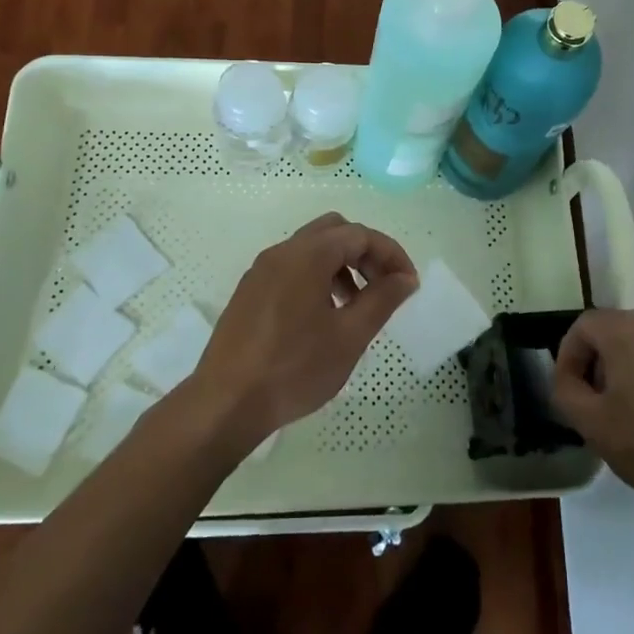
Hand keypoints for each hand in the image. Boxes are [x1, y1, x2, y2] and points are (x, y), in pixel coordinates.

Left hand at [189, 213, 418, 445]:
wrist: (225, 403)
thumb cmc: (293, 369)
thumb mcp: (349, 337)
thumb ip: (382, 300)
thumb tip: (405, 278)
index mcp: (308, 255)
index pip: (360, 235)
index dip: (391, 254)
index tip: (409, 284)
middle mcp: (282, 251)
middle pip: (334, 231)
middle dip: (365, 252)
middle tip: (383, 286)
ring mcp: (261, 270)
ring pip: (311, 248)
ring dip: (341, 264)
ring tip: (356, 305)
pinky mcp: (249, 291)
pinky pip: (292, 267)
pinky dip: (317, 276)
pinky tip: (323, 316)